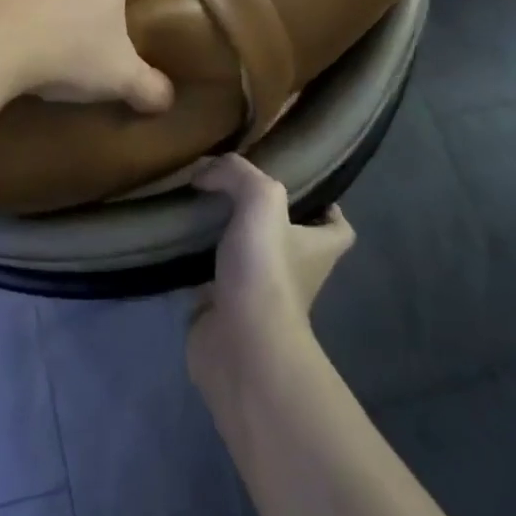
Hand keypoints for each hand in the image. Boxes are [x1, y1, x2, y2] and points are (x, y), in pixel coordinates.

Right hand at [187, 154, 353, 384]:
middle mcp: (295, 272)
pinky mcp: (225, 311)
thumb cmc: (266, 270)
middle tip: (229, 187)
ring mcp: (259, 295)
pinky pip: (211, 279)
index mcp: (317, 248)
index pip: (338, 227)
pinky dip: (195, 263)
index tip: (297, 185)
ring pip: (246, 257)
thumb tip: (205, 171)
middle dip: (261, 216)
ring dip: (225, 237)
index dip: (325, 205)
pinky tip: (176, 239)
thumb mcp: (261, 200)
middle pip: (287, 238)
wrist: (241, 345)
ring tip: (197, 206)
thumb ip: (236, 173)